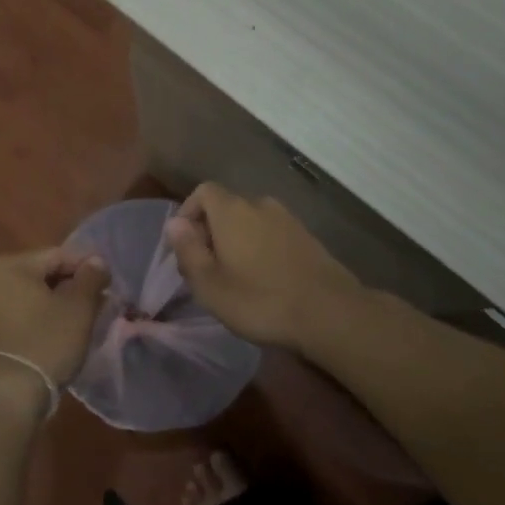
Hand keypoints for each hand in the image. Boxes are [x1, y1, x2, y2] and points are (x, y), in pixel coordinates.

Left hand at [0, 247, 110, 406]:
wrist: (8, 397)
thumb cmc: (46, 343)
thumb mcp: (78, 307)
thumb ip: (91, 277)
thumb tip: (97, 261)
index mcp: (12, 265)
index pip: (60, 255)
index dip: (88, 267)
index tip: (109, 284)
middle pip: (45, 274)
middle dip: (74, 286)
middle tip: (99, 304)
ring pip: (35, 296)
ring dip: (59, 304)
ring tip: (84, 321)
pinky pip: (23, 316)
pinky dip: (42, 320)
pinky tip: (60, 335)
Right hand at [165, 183, 360, 349]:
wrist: (330, 313)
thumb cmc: (260, 300)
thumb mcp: (210, 285)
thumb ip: (188, 251)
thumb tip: (174, 224)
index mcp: (232, 210)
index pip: (203, 192)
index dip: (189, 212)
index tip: (185, 244)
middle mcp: (259, 204)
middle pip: (227, 206)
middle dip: (212, 230)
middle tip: (208, 267)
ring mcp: (287, 219)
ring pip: (252, 221)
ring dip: (239, 240)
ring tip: (237, 275)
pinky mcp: (308, 237)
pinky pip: (273, 233)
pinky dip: (263, 247)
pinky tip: (266, 278)